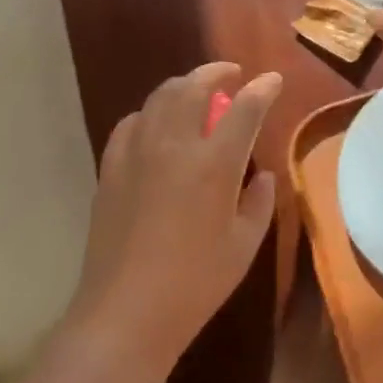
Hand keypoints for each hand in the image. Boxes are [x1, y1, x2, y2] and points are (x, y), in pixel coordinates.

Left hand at [66, 62, 281, 382]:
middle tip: (231, 73)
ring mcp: (136, 154)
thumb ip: (259, 202)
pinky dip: (150, 113)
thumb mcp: (244, 245)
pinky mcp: (111, 169)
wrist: (127, 311)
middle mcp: (174, 146)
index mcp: (214, 164)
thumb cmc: (196, 282)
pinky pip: (131, 124)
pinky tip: (156, 125)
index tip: (272, 79)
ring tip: (195, 92)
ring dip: (182, 86)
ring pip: (159, 98)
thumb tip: (262, 176)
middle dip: (215, 71)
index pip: (244, 109)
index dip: (262, 89)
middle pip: (193, 87)